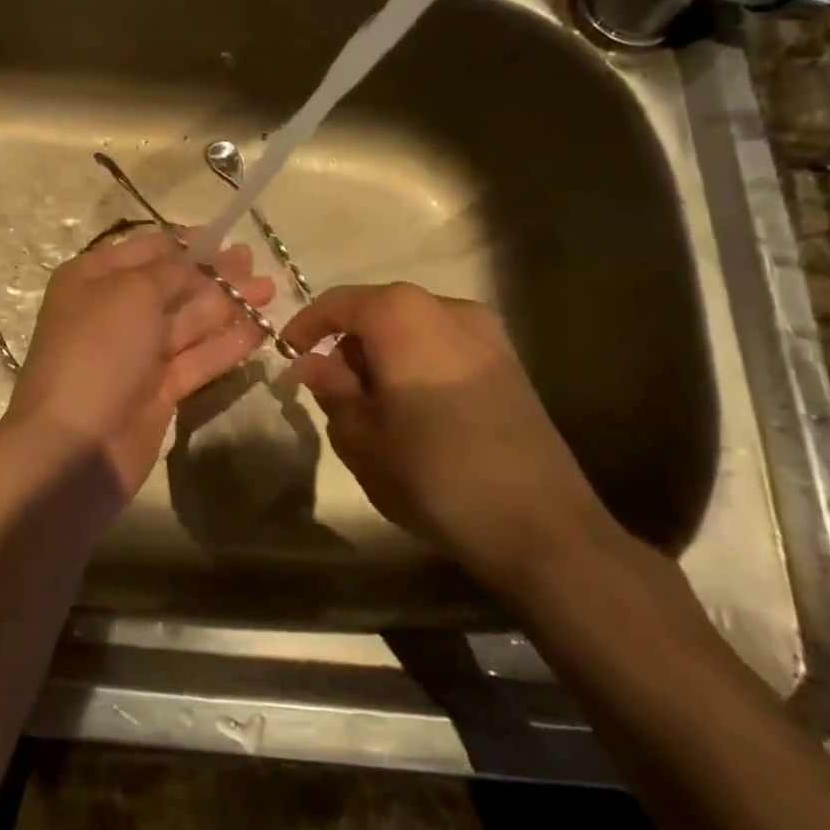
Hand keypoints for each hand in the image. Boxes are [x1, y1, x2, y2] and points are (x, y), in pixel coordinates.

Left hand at [0, 228, 274, 503]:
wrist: (75, 446)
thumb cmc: (97, 351)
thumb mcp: (131, 293)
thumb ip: (170, 272)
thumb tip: (196, 263)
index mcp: (93, 279)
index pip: (147, 250)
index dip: (186, 243)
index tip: (224, 237)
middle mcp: (113, 311)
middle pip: (172, 285)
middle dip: (214, 274)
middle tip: (255, 263)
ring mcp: (137, 354)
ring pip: (189, 322)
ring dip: (228, 305)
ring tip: (269, 291)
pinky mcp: (159, 391)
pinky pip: (198, 359)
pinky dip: (227, 344)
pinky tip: (260, 330)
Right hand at [284, 284, 621, 600]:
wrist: (541, 526)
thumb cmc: (433, 474)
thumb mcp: (361, 436)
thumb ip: (332, 390)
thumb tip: (314, 364)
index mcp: (402, 316)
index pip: (339, 303)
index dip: (307, 325)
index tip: (288, 353)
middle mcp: (446, 308)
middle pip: (379, 311)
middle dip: (349, 344)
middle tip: (332, 390)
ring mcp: (487, 333)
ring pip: (414, 328)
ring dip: (384, 355)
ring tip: (374, 406)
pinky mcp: (510, 363)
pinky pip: (445, 346)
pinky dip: (418, 363)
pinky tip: (417, 411)